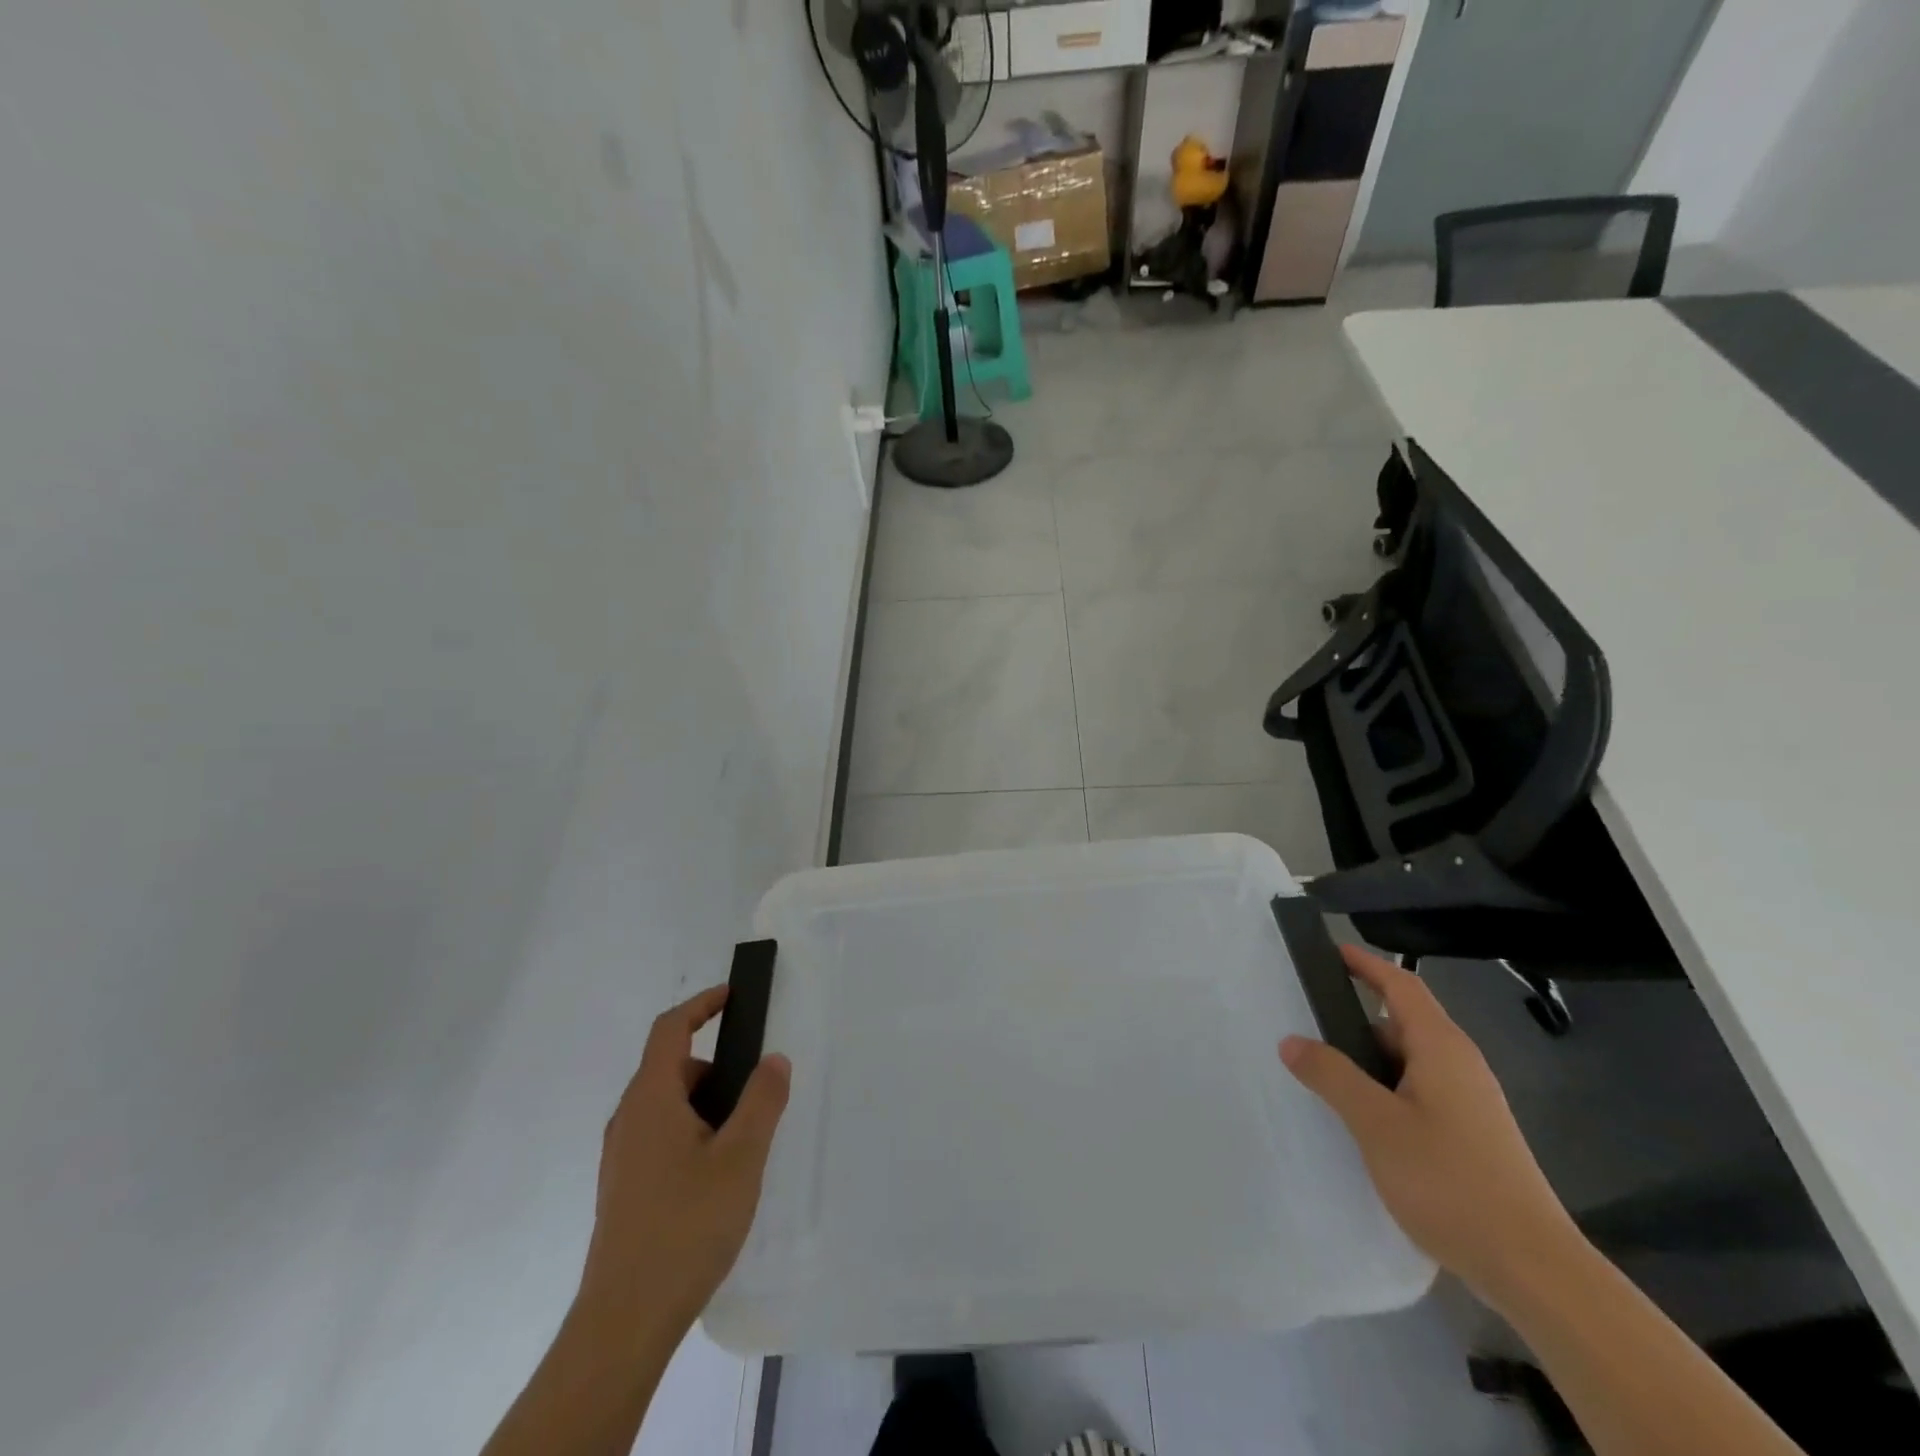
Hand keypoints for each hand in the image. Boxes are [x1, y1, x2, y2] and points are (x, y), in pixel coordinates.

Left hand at [577, 985, 790, 1341]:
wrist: (624, 1322)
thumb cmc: (686, 1225)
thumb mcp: (742, 1157)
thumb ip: (762, 1100)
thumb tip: (773, 1058)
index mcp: (651, 1099)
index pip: (670, 1029)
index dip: (701, 1004)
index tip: (733, 996)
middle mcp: (628, 1120)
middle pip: (671, 1068)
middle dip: (716, 1067)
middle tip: (756, 1093)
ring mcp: (622, 1157)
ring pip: (667, 1106)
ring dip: (706, 1105)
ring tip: (743, 1143)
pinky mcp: (624, 1189)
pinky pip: (660, 1136)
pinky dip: (692, 1132)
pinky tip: (717, 1176)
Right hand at [1279, 945, 1579, 1305]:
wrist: (1534, 1269)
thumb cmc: (1451, 1181)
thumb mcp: (1376, 1124)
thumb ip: (1331, 1076)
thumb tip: (1291, 1040)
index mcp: (1442, 1048)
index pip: (1401, 985)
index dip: (1365, 964)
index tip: (1329, 951)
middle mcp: (1460, 1065)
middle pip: (1401, 1022)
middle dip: (1354, 1020)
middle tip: (1306, 1025)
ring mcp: (1469, 1102)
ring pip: (1409, 1062)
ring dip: (1367, 1061)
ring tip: (1323, 1075)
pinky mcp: (1471, 1135)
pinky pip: (1418, 1092)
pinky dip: (1385, 1090)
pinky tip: (1361, 1120)